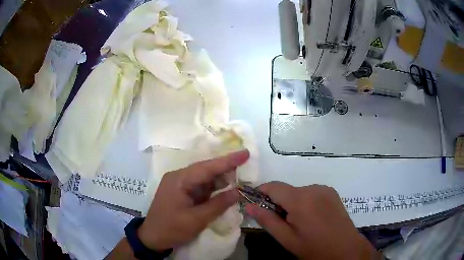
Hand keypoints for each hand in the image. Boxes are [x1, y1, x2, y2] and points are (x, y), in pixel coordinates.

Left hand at [137, 150, 248, 250]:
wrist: (153, 238)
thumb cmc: (172, 229)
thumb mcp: (197, 219)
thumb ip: (218, 204)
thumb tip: (238, 192)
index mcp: (179, 179)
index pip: (207, 167)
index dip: (228, 161)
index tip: (245, 153)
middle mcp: (179, 177)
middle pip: (206, 170)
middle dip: (226, 168)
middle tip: (246, 165)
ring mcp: (180, 185)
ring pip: (205, 178)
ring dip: (221, 179)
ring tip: (241, 177)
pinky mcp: (183, 193)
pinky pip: (201, 187)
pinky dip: (214, 188)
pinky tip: (226, 188)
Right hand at [246, 182, 379, 259]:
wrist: (345, 249)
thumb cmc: (314, 247)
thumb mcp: (287, 239)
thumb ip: (267, 220)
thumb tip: (248, 206)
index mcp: (301, 199)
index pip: (273, 186)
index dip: (261, 193)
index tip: (256, 204)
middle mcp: (313, 188)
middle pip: (287, 190)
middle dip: (279, 203)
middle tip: (282, 223)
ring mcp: (325, 189)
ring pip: (299, 192)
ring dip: (293, 203)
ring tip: (300, 223)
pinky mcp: (332, 192)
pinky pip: (312, 193)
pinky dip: (306, 202)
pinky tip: (313, 218)